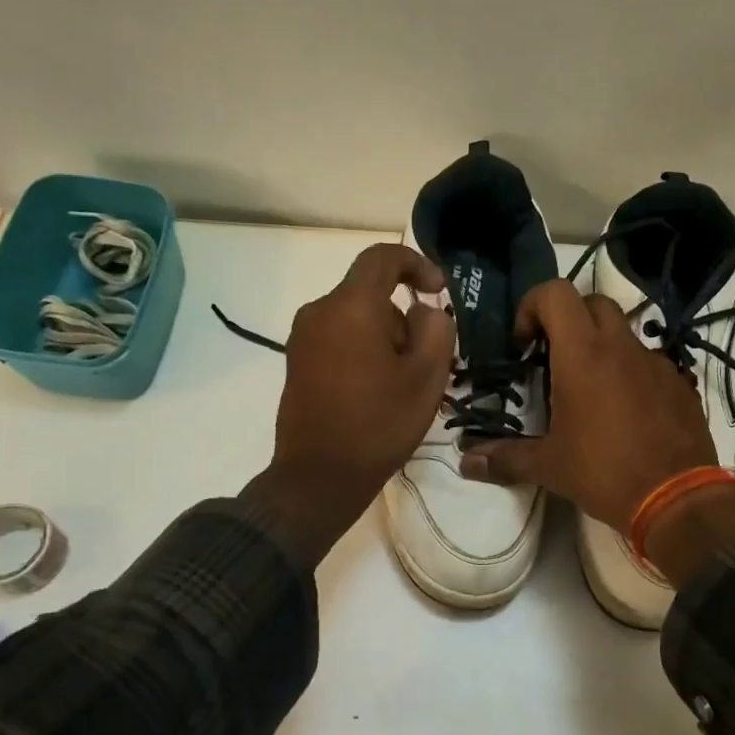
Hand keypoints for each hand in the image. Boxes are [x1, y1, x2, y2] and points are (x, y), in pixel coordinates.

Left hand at [244, 244, 453, 561]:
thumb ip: (436, 328)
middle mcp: (318, 311)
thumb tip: (422, 311)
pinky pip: (338, 340)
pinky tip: (377, 393)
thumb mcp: (427, 377)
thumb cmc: (379, 424)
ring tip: (403, 386)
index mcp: (351, 306)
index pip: (382, 258)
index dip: (416, 263)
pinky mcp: (296, 363)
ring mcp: (302, 339)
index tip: (438, 289)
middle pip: (370, 295)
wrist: (319, 477)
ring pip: (355, 320)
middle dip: (403, 319)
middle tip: (426, 362)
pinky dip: (363, 353)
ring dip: (384, 340)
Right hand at [459, 279, 716, 532]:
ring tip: (588, 392)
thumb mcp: (548, 467)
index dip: (532, 306)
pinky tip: (624, 413)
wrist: (677, 499)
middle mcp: (620, 346)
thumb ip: (505, 459)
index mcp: (582, 355)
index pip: (555, 292)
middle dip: (567, 321)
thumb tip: (466, 462)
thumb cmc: (604, 473)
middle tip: (552, 359)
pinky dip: (629, 373)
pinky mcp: (679, 383)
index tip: (524, 344)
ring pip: (623, 332)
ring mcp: (656, 362)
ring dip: (600, 347)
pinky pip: (648, 362)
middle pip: (591, 303)